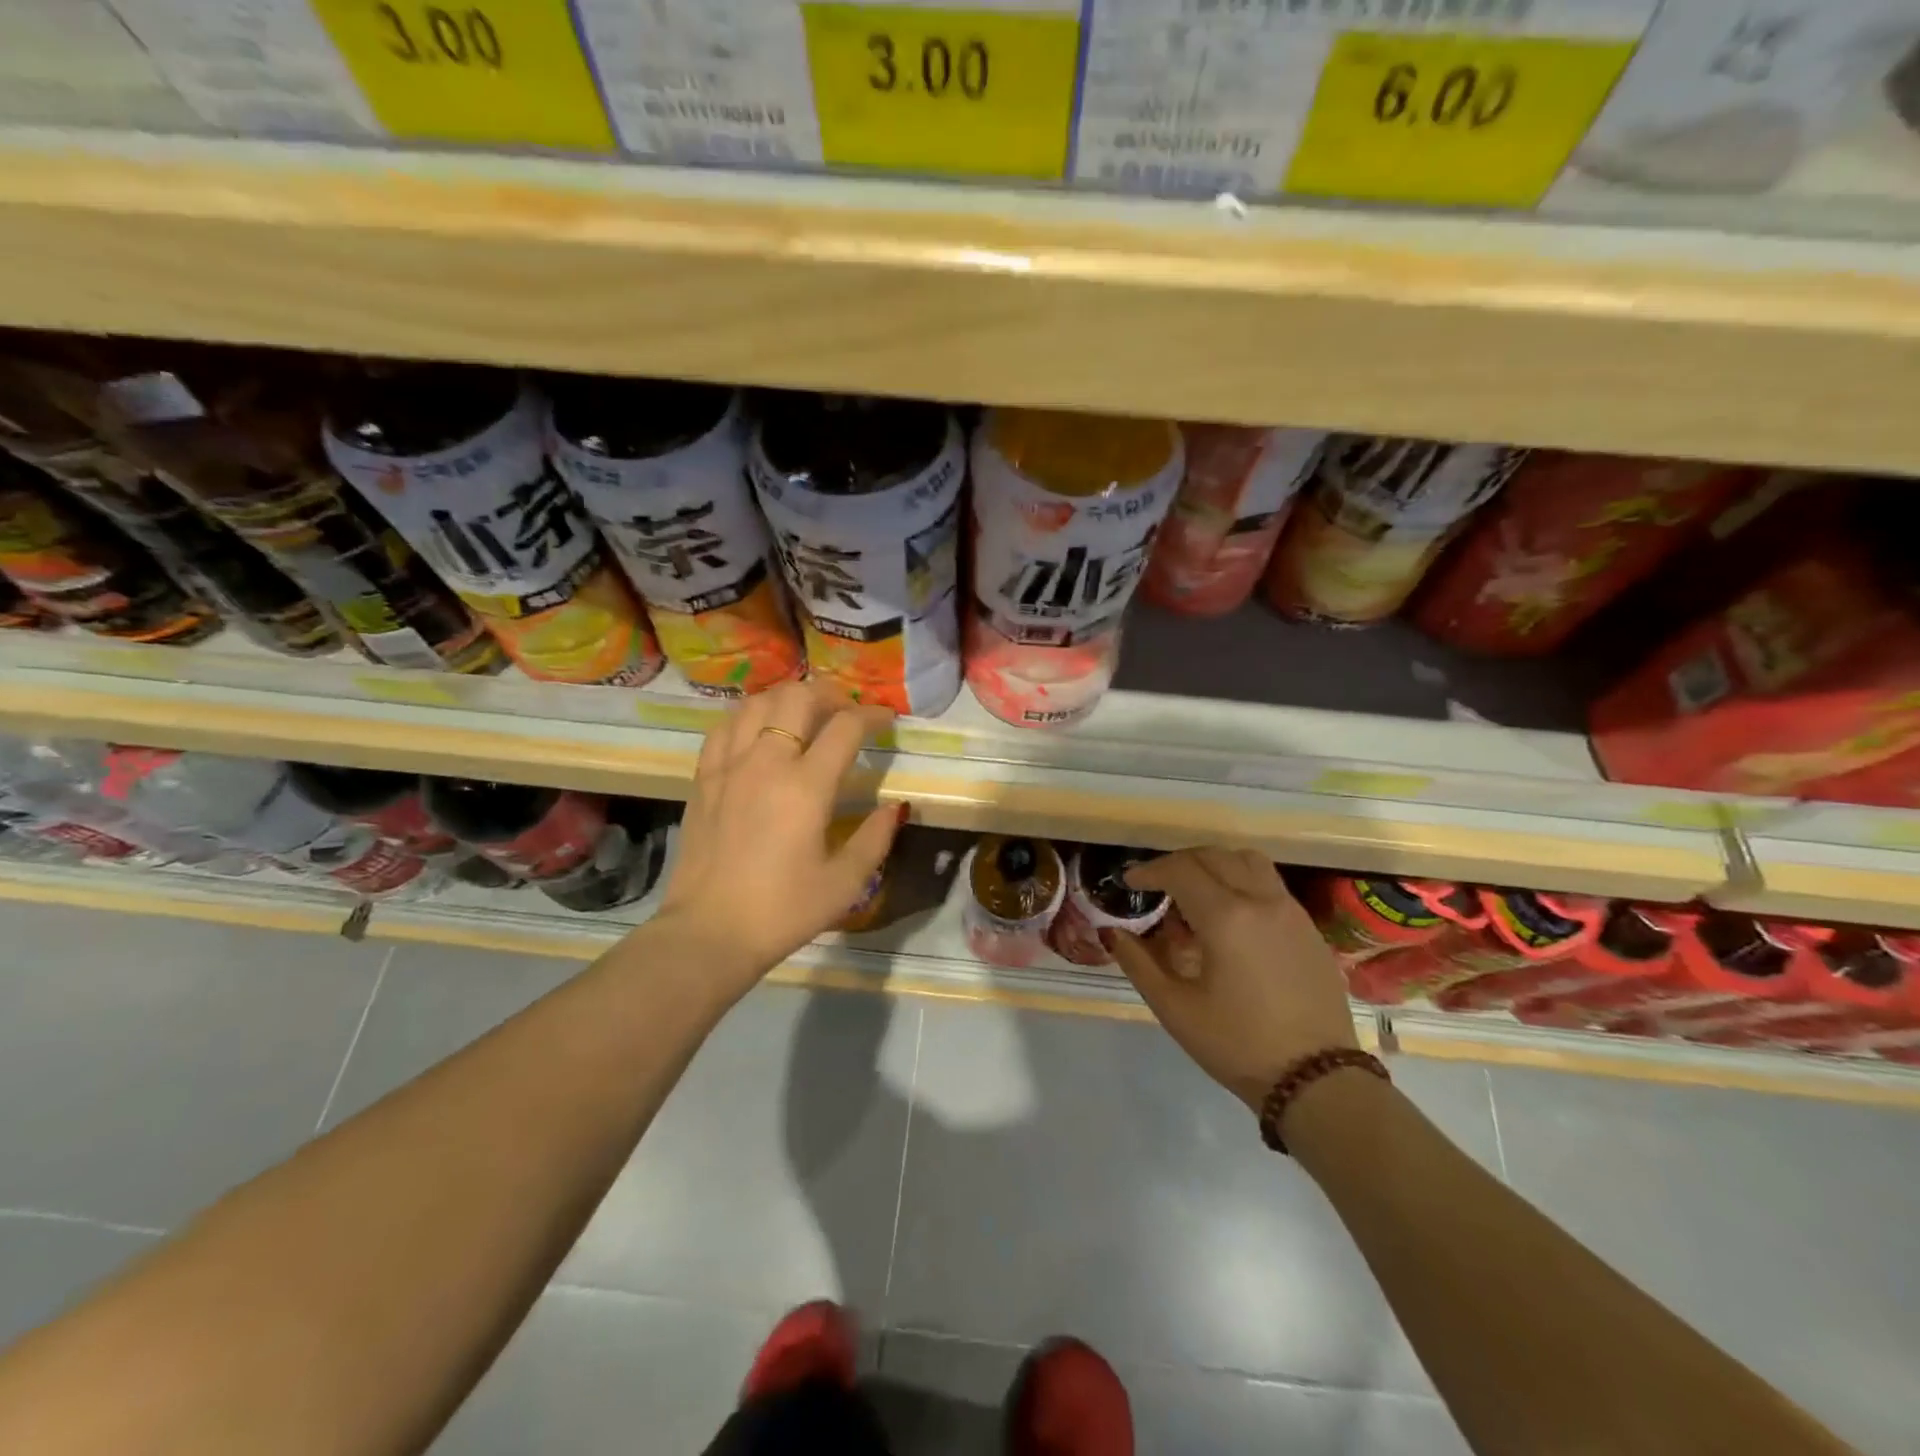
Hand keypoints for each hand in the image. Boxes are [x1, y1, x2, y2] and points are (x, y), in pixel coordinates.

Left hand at [653, 680, 903, 999]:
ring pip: (757, 702)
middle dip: (830, 694)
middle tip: (846, 711)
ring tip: (804, 715)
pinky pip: (725, 726)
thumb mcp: (844, 883)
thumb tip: (895, 807)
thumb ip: (876, 838)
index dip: (873, 715)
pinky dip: (748, 716)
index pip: (846, 726)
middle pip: (798, 697)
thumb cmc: (783, 911)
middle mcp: (766, 762)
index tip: (886, 719)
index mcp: (806, 786)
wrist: (709, 932)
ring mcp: (728, 766)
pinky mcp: (703, 778)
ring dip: (788, 698)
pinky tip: (759, 731)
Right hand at [1105, 849, 1356, 1110]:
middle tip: (1157, 884)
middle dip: (1178, 863)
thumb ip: (1138, 962)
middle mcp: (1260, 900)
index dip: (1149, 870)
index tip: (1130, 883)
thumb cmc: (1237, 1044)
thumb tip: (1112, 932)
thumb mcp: (1175, 1008)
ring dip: (1214, 863)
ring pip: (1247, 860)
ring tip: (1195, 890)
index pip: (1180, 870)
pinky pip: (1269, 883)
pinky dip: (1241, 880)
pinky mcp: (1308, 927)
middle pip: (1213, 856)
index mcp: (1226, 917)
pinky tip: (1230, 915)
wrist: (1317, 1080)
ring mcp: (1290, 910)